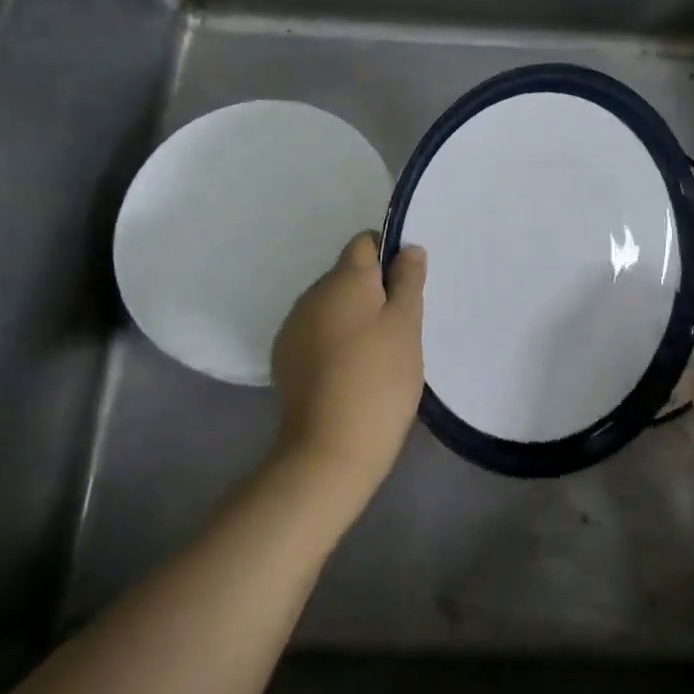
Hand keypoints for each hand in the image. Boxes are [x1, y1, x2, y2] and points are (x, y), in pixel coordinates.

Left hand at [270, 233, 425, 505]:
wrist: (329, 450)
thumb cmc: (379, 379)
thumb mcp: (406, 325)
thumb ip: (408, 280)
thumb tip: (408, 248)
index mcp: (343, 278)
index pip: (365, 242)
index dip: (389, 255)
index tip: (408, 287)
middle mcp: (312, 294)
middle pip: (347, 275)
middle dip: (374, 290)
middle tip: (400, 326)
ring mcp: (293, 328)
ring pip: (331, 305)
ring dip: (353, 316)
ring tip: (377, 353)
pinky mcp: (285, 360)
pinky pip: (317, 333)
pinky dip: (335, 341)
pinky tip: (351, 371)